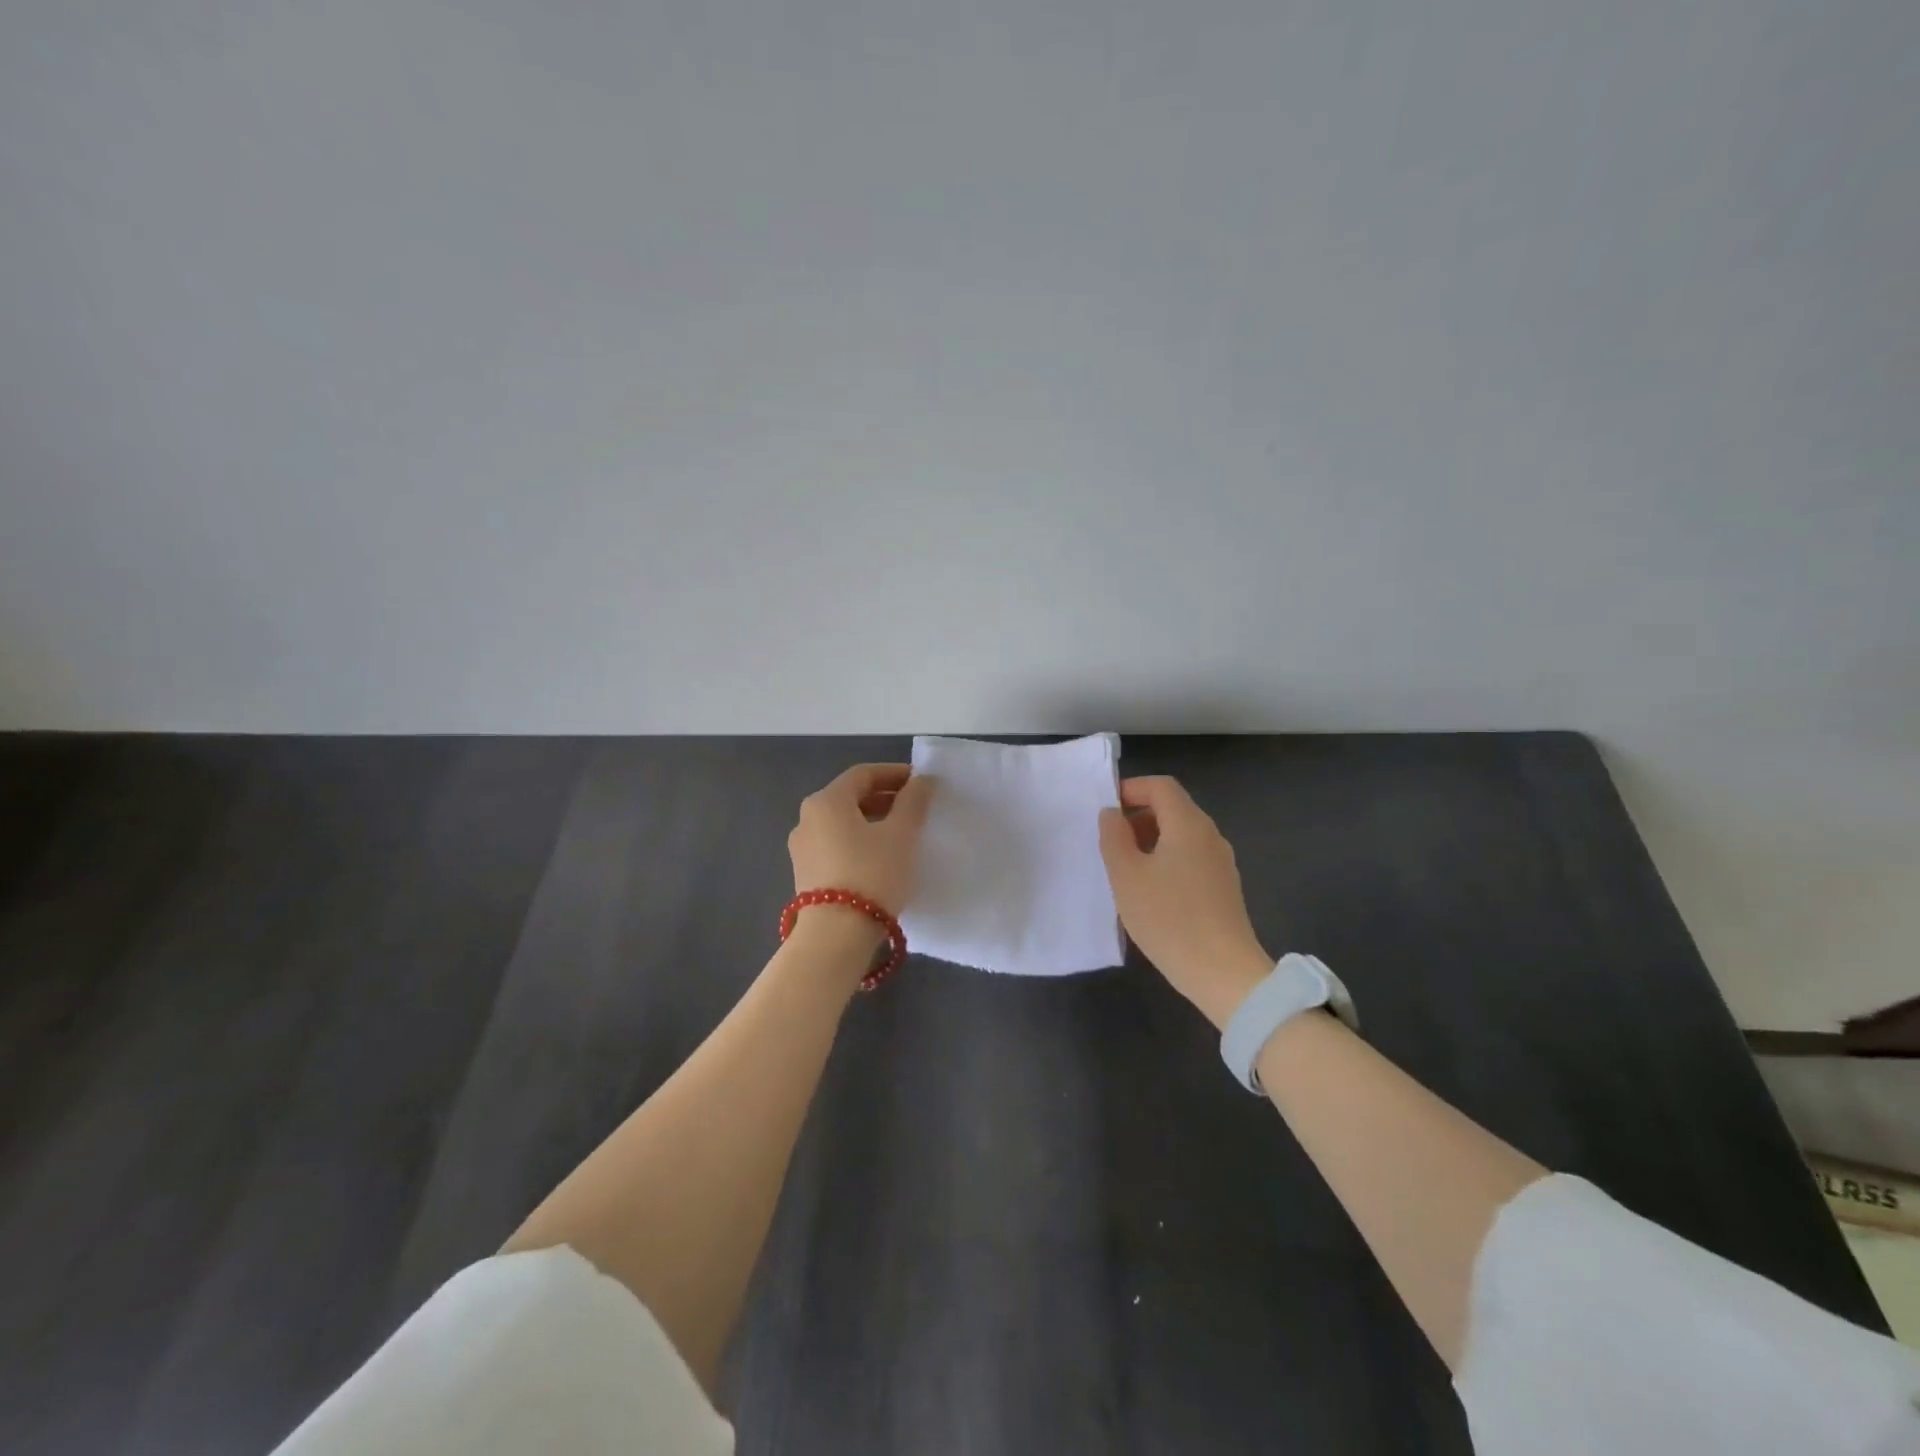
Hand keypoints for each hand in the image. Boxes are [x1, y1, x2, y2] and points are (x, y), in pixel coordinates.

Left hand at [788, 763, 936, 918]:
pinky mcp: (806, 875)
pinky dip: (860, 842)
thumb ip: (913, 802)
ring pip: (843, 823)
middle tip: (915, 807)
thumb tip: (922, 780)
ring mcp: (803, 849)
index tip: (921, 782)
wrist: (836, 936)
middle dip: (884, 798)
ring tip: (903, 833)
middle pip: (850, 797)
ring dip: (873, 821)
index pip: (863, 774)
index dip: (894, 773)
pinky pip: (836, 846)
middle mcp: (807, 819)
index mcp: (826, 801)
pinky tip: (882, 857)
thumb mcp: (901, 834)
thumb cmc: (872, 874)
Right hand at [1099, 776, 1272, 1028]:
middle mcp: (1210, 835)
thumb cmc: (1168, 918)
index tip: (1105, 811)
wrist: (1223, 972)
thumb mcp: (1126, 875)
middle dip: (1137, 817)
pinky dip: (1165, 861)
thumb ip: (1113, 837)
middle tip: (1109, 842)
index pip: (1160, 786)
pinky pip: (1190, 859)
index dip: (1130, 789)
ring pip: (1180, 836)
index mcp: (1188, 824)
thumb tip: (1112, 814)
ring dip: (1149, 842)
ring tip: (1124, 869)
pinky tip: (1148, 892)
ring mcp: (1221, 863)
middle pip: (1172, 809)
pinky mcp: (1223, 888)